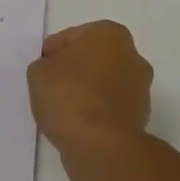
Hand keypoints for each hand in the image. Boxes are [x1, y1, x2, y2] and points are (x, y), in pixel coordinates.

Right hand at [28, 20, 153, 180]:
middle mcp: (132, 56)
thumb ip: (45, 65)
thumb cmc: (69, 96)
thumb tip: (54, 72)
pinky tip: (77, 125)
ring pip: (103, 85)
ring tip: (62, 110)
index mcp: (110, 34)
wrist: (101, 146)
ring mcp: (140, 89)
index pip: (72, 38)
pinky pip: (109, 109)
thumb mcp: (38, 72)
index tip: (41, 69)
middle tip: (51, 87)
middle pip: (92, 59)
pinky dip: (96, 114)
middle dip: (75, 71)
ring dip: (87, 93)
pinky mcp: (140, 119)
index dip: (52, 53)